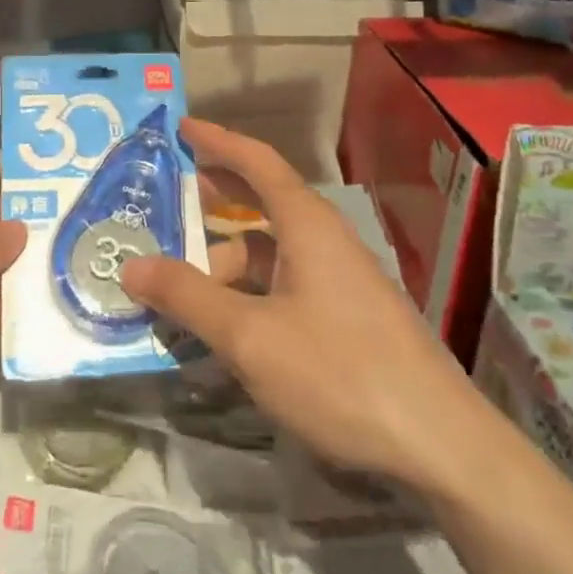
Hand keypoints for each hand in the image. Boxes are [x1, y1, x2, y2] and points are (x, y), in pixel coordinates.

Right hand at [121, 118, 484, 494]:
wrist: (442, 446)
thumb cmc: (340, 373)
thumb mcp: (250, 337)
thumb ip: (187, 298)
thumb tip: (131, 264)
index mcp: (307, 224)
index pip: (257, 161)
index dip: (217, 141)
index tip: (181, 127)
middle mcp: (325, 240)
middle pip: (263, 201)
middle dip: (217, 197)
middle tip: (170, 198)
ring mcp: (341, 279)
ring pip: (272, 252)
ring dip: (227, 260)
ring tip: (181, 286)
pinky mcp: (348, 316)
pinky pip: (286, 284)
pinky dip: (250, 291)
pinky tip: (226, 326)